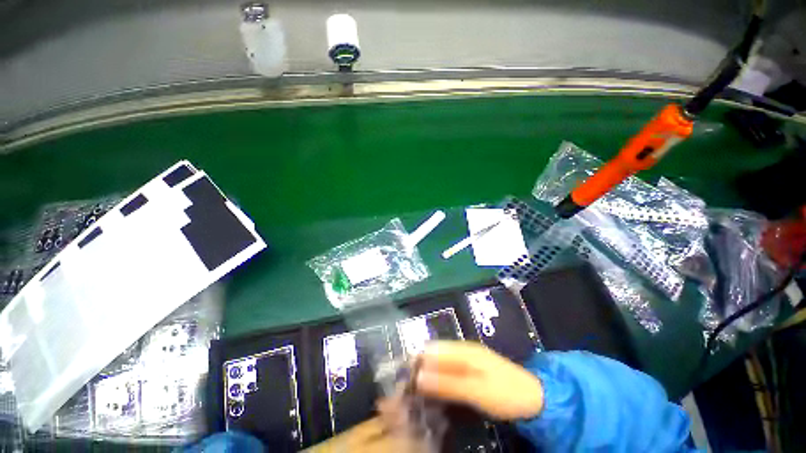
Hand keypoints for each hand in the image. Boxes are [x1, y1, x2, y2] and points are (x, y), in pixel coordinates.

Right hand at [414, 341, 543, 420]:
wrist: (535, 400)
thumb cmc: (505, 393)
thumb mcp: (476, 390)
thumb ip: (447, 382)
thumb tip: (418, 376)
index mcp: (462, 349)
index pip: (430, 349)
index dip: (416, 362)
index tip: (402, 380)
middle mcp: (461, 350)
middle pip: (433, 355)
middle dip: (419, 369)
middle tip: (406, 391)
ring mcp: (466, 360)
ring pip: (439, 364)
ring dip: (427, 376)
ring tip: (414, 394)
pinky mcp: (469, 372)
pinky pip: (447, 372)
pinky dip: (438, 381)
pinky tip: (432, 393)